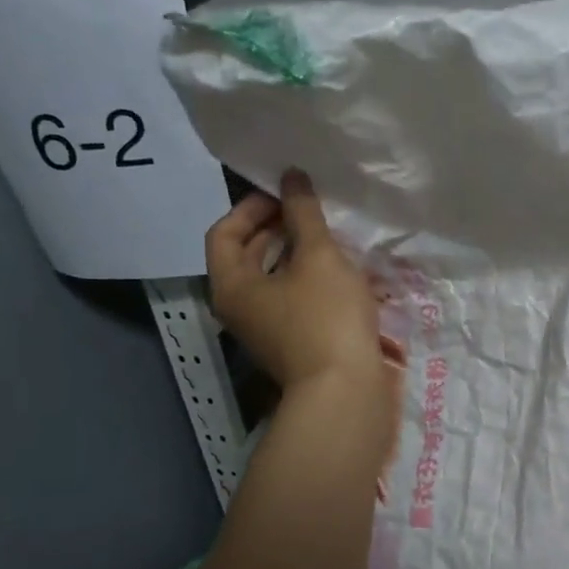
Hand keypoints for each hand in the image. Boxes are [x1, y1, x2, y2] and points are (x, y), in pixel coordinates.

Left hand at [205, 169, 380, 394]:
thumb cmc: (325, 317)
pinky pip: (293, 300)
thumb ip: (304, 214)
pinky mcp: (293, 343)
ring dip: (296, 254)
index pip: (223, 232)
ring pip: (273, 279)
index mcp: (231, 285)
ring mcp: (266, 330)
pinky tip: (341, 273)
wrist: (345, 391)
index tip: (286, 195)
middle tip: (309, 211)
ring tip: (329, 238)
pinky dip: (309, 280)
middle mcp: (239, 308)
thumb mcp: (318, 257)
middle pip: (246, 256)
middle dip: (276, 228)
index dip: (251, 207)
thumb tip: (291, 176)